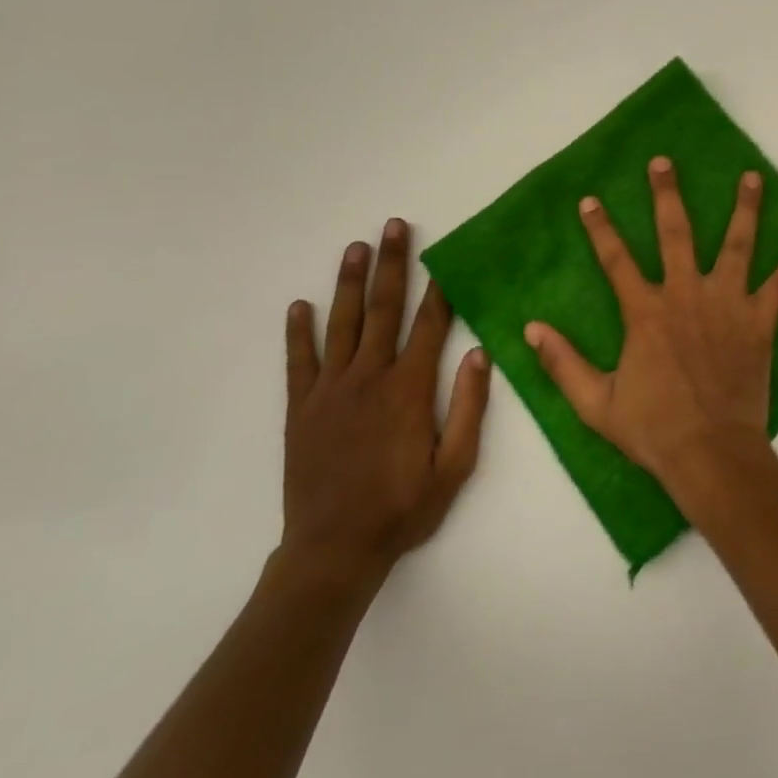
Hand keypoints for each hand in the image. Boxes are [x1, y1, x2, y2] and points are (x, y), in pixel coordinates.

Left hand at [279, 219, 490, 586]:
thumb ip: (468, 407)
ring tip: (356, 247)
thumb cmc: (403, 507)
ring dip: (349, 283)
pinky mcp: (301, 409)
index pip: (430, 325)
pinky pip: (299, 362)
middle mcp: (369, 377)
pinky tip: (300, 305)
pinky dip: (298, 332)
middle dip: (392, 265)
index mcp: (409, 389)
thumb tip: (478, 352)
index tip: (447, 256)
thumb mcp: (455, 465)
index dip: (441, 288)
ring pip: (341, 324)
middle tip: (394, 226)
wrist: (333, 551)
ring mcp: (330, 390)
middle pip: (383, 309)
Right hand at [524, 157, 777, 505]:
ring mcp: (727, 304)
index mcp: (646, 312)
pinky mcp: (760, 321)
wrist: (710, 453)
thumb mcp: (595, 403)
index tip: (590, 199)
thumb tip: (530, 329)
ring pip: (737, 244)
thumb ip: (563, 363)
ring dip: (745, 208)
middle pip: (675, 233)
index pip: (616, 260)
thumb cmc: (653, 429)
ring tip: (752, 176)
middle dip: (667, 195)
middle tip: (664, 162)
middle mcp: (686, 295)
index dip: (600, 228)